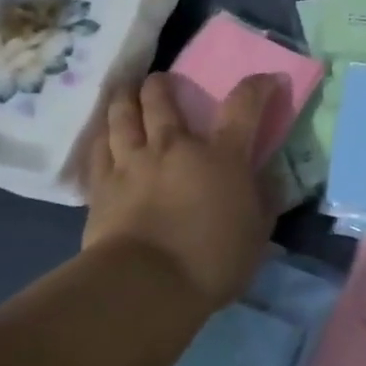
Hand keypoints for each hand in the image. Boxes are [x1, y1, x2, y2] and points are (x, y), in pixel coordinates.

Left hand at [76, 72, 278, 313]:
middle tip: (162, 81)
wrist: (147, 286)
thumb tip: (268, 177)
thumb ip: (264, 199)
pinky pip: (97, 149)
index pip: (244, 105)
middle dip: (162, 84)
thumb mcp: (257, 233)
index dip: (258, 86)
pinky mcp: (101, 186)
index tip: (268, 78)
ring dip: (126, 99)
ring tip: (126, 93)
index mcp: (221, 154)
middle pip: (162, 98)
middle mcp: (174, 146)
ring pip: (122, 115)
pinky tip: (102, 135)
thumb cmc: (212, 260)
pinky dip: (101, 136)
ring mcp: (132, 162)